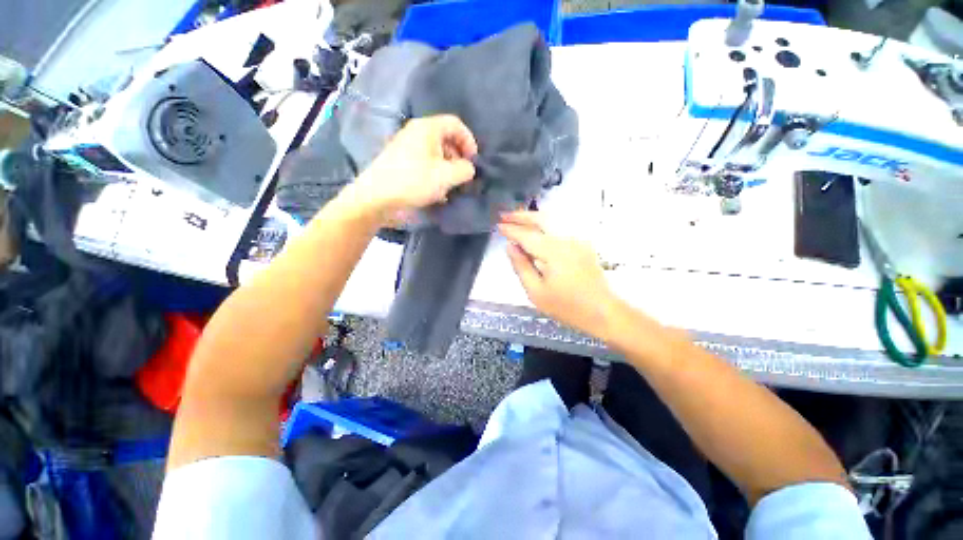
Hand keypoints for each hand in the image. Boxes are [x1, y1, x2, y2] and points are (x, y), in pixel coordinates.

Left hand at [353, 115, 477, 222]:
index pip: (456, 125)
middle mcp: (417, 134)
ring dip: (448, 171)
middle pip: (447, 140)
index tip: (473, 162)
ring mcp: (408, 150)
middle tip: (463, 178)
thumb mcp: (446, 176)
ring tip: (452, 188)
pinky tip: (438, 193)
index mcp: (427, 128)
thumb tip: (469, 169)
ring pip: (437, 155)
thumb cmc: (414, 182)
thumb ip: (465, 170)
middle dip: (459, 159)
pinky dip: (436, 176)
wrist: (378, 198)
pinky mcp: (403, 165)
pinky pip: (426, 165)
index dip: (469, 141)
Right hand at [499, 211, 619, 339]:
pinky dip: (545, 223)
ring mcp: (577, 240)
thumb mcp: (536, 292)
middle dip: (521, 216)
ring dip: (533, 217)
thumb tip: (510, 247)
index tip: (498, 226)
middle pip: (542, 219)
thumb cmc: (567, 307)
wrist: (602, 311)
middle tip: (504, 216)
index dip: (511, 230)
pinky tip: (537, 228)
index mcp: (553, 252)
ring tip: (517, 218)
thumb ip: (521, 266)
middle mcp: (567, 240)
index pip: (527, 235)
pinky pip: (560, 227)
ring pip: (552, 220)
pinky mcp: (583, 244)